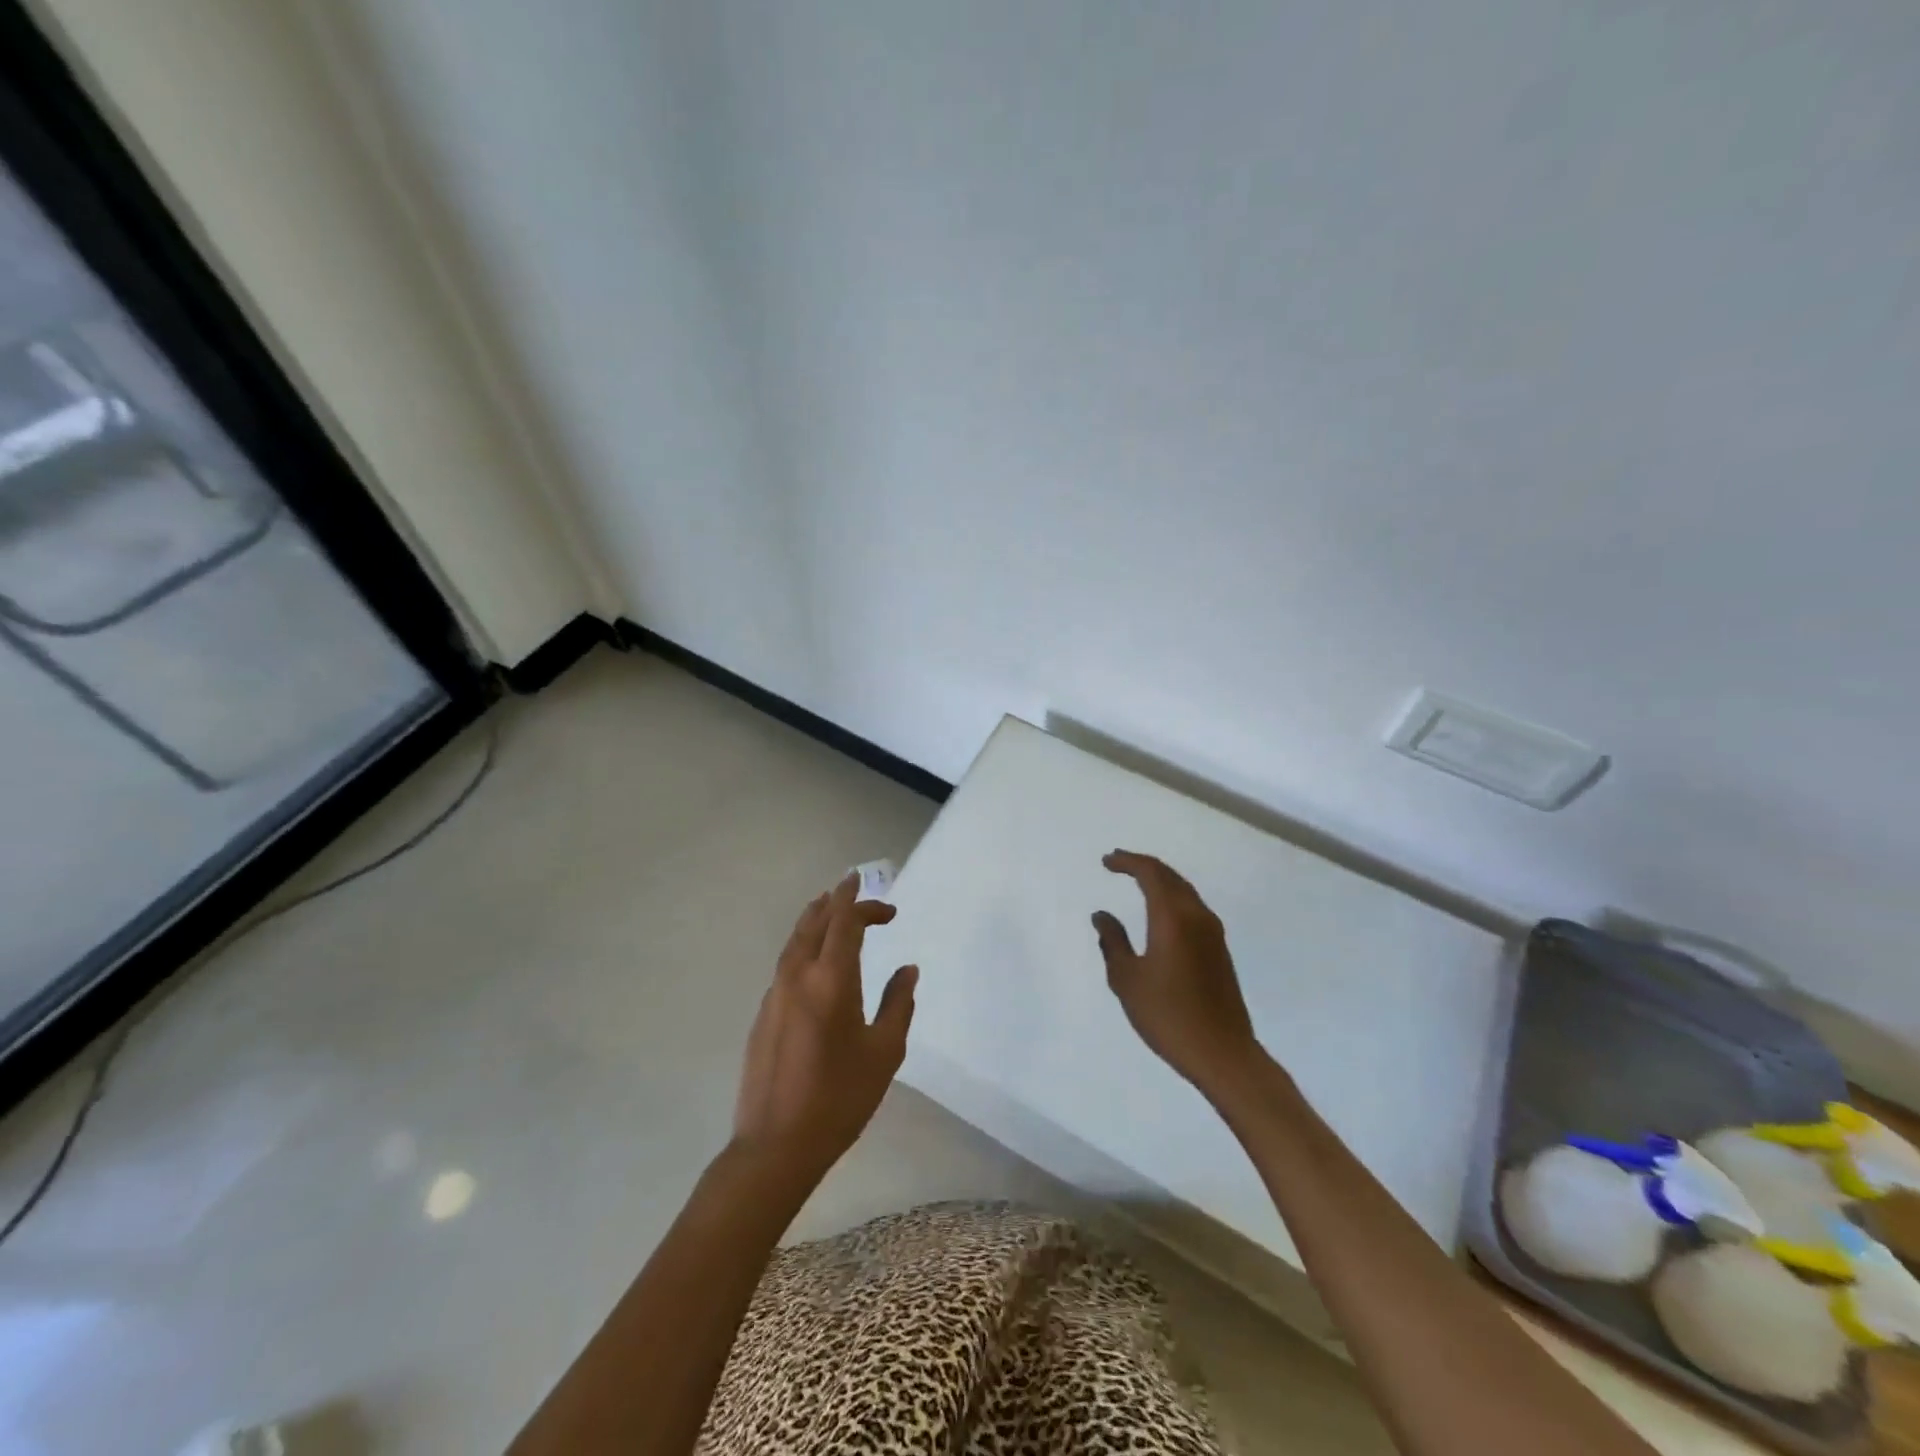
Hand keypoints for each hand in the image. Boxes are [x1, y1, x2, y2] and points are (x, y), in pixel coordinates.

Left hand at [732, 872, 916, 1186]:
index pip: (845, 921)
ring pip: (795, 939)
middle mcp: (798, 976)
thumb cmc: (839, 1098)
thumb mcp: (884, 1052)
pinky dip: (804, 945)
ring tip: (832, 909)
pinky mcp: (763, 1014)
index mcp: (831, 979)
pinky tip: (814, 960)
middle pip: (815, 921)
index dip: (863, 902)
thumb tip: (907, 969)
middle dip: (838, 900)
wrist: (775, 1145)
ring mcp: (775, 994)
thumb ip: (898, 1003)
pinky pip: (786, 963)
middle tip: (856, 888)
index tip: (886, 903)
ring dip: (816, 918)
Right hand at [1093, 850, 1261, 1100]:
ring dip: (1160, 881)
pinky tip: (1160, 913)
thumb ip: (1113, 942)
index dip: (1127, 862)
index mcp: (1172, 917)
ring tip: (1136, 882)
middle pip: (1170, 876)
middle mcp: (1196, 916)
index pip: (1150, 873)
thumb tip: (1102, 915)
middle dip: (1143, 866)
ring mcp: (1213, 933)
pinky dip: (1172, 898)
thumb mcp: (1127, 980)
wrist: (1223, 1054)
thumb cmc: (1168, 1016)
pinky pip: (1193, 908)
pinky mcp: (1220, 950)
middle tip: (1118, 863)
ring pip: (1185, 891)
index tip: (1106, 861)